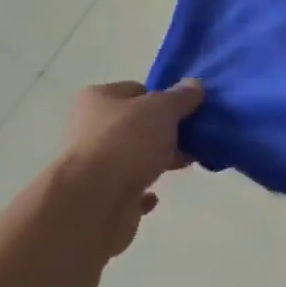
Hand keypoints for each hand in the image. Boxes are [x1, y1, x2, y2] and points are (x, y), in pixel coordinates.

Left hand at [54, 79, 204, 256]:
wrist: (94, 201)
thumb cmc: (126, 142)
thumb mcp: (162, 109)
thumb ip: (181, 97)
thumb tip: (195, 85)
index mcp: (98, 99)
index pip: (136, 91)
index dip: (163, 98)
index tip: (188, 109)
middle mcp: (90, 129)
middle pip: (136, 125)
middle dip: (165, 131)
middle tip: (194, 137)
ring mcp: (94, 165)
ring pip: (134, 157)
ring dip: (158, 159)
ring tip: (186, 162)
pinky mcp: (101, 197)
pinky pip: (128, 189)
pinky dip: (144, 191)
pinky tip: (157, 195)